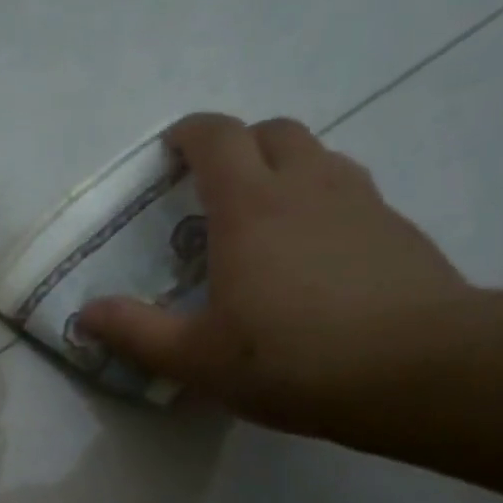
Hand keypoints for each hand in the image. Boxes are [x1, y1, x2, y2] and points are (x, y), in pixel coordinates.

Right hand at [77, 113, 468, 435]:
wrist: (417, 370)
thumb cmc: (289, 359)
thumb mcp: (194, 358)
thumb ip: (136, 333)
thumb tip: (85, 316)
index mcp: (250, 207)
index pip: (217, 137)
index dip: (189, 134)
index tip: (169, 152)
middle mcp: (307, 186)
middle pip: (273, 132)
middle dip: (239, 145)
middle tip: (215, 188)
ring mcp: (362, 202)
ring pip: (319, 157)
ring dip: (285, 170)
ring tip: (265, 221)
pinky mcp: (398, 230)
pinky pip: (351, 195)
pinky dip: (322, 205)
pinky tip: (316, 259)